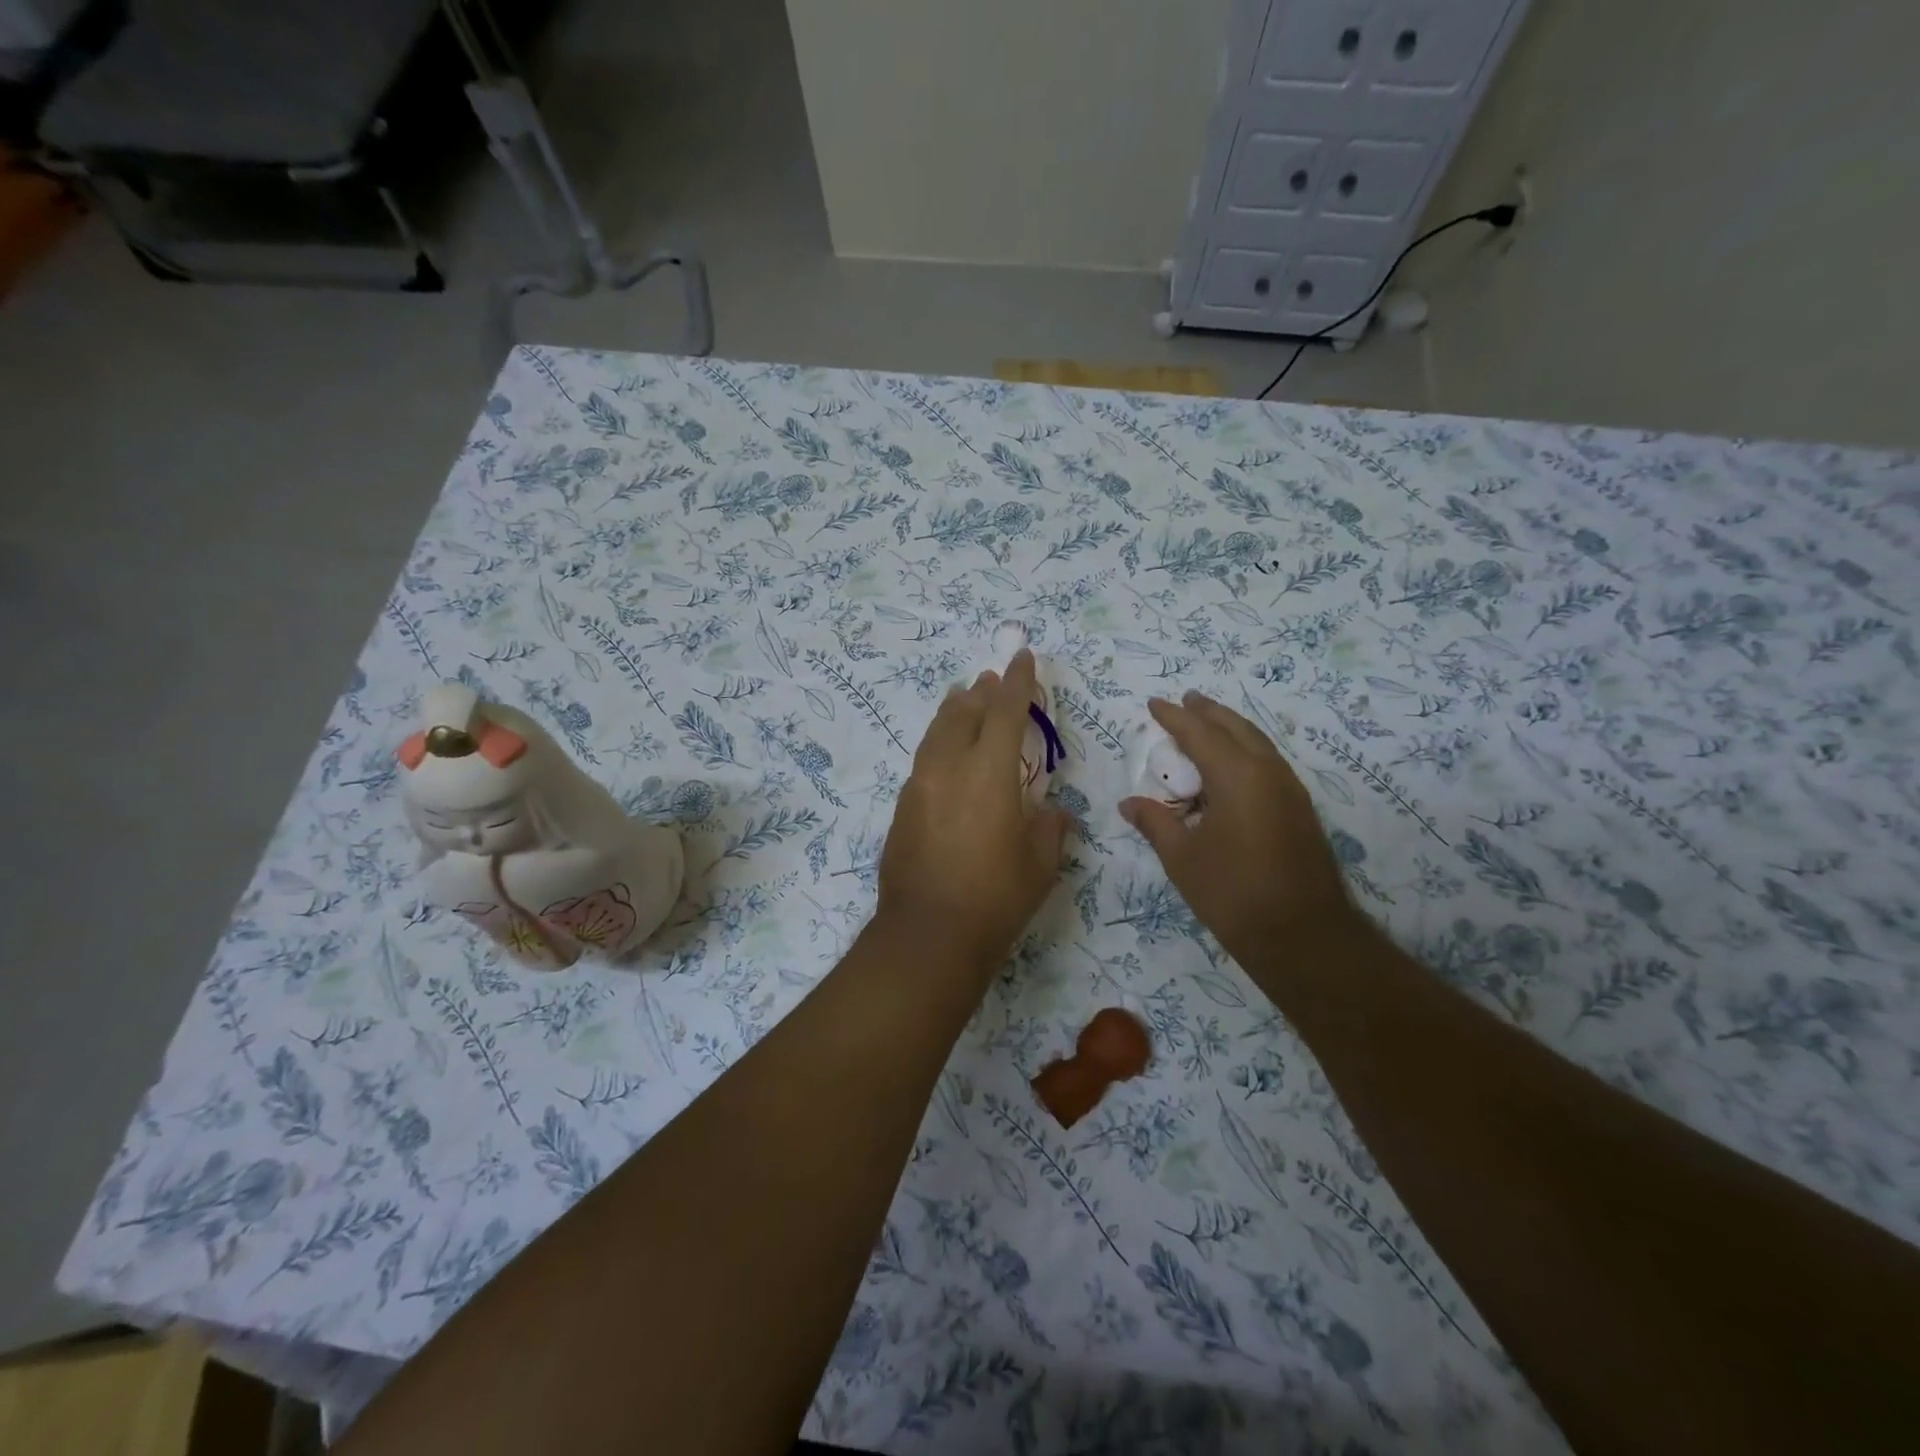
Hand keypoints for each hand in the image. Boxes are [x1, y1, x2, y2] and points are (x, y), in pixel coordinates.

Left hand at [877, 651, 1069, 969]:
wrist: (928, 935)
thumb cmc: (995, 898)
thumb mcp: (1040, 863)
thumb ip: (1049, 828)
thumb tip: (1052, 814)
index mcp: (988, 773)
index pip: (1004, 711)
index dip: (1017, 682)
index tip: (1022, 657)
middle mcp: (948, 768)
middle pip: (962, 713)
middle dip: (980, 693)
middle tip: (990, 680)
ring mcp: (919, 787)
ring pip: (935, 733)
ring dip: (953, 712)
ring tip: (962, 699)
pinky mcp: (902, 809)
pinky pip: (923, 761)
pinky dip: (939, 744)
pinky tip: (945, 755)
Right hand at [1120, 693, 1356, 962]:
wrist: (1304, 937)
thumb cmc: (1234, 895)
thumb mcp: (1183, 859)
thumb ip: (1156, 823)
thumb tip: (1129, 803)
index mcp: (1237, 777)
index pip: (1200, 733)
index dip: (1175, 717)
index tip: (1154, 704)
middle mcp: (1269, 773)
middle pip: (1236, 728)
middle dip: (1209, 712)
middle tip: (1186, 700)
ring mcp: (1290, 791)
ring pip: (1258, 743)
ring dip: (1231, 729)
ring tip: (1208, 723)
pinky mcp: (1300, 810)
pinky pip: (1269, 762)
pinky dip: (1246, 750)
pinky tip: (1233, 766)